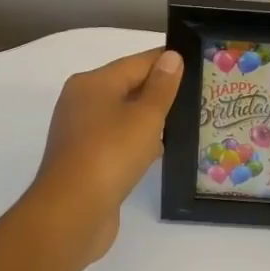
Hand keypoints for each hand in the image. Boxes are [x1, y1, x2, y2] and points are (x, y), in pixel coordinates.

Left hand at [25, 47, 182, 263]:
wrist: (71, 214)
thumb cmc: (110, 154)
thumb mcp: (145, 116)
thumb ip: (162, 86)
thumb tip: (172, 56)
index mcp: (93, 83)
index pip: (138, 62)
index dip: (168, 62)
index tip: (198, 65)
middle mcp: (82, 102)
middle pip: (128, 87)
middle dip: (160, 91)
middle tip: (198, 94)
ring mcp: (81, 133)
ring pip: (123, 116)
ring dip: (150, 119)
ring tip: (185, 122)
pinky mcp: (84, 160)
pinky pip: (117, 141)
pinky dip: (137, 142)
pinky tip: (159, 150)